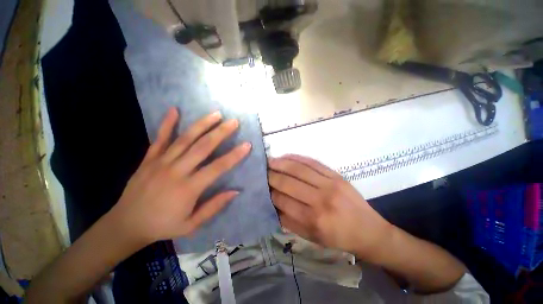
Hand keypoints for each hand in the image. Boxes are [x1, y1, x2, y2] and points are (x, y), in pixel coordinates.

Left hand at [110, 107, 250, 245]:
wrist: (125, 225)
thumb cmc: (162, 226)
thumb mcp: (191, 225)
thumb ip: (214, 207)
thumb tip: (235, 191)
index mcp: (188, 188)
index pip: (217, 168)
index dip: (234, 155)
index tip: (247, 144)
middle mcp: (176, 171)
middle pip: (203, 147)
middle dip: (221, 133)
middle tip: (233, 122)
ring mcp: (160, 163)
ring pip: (185, 139)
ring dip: (202, 125)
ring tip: (216, 114)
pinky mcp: (148, 159)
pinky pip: (159, 139)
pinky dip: (167, 124)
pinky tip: (174, 110)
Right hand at [268, 155, 392, 260]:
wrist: (369, 231)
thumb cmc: (338, 238)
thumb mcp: (311, 238)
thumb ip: (289, 221)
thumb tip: (272, 203)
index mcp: (312, 220)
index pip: (282, 201)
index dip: (269, 192)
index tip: (261, 186)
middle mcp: (320, 200)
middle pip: (288, 182)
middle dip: (271, 175)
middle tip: (261, 170)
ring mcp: (329, 184)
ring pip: (298, 169)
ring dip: (281, 163)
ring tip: (270, 160)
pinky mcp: (336, 175)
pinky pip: (312, 162)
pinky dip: (297, 158)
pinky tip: (286, 156)